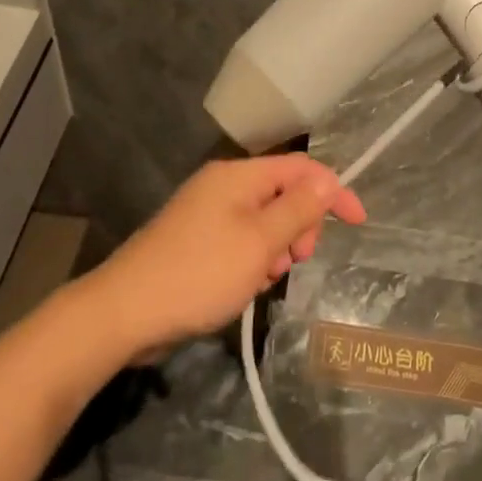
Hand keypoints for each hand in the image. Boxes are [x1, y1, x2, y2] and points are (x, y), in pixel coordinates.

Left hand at [89, 154, 365, 356]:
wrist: (123, 312)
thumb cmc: (199, 274)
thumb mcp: (259, 243)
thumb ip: (297, 210)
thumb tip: (327, 180)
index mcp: (239, 176)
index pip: (301, 168)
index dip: (333, 190)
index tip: (358, 222)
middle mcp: (223, 185)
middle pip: (282, 192)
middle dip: (300, 225)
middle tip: (296, 261)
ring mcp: (205, 212)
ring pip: (263, 220)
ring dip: (276, 247)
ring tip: (264, 279)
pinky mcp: (194, 239)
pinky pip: (240, 239)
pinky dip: (252, 258)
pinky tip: (244, 286)